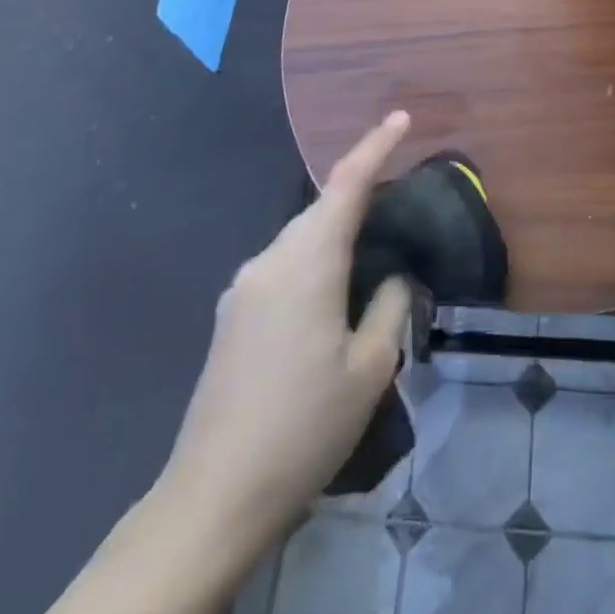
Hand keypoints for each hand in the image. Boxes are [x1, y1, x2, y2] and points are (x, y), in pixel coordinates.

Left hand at [156, 113, 414, 546]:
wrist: (213, 496)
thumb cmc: (303, 428)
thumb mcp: (369, 370)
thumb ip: (389, 307)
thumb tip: (392, 277)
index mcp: (307, 263)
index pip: (347, 184)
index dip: (376, 146)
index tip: (401, 118)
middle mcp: (270, 260)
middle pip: (321, 208)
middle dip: (359, 194)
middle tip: (399, 202)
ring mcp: (243, 287)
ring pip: (300, 236)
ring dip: (335, 232)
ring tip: (370, 253)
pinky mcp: (231, 314)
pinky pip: (282, 265)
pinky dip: (313, 259)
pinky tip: (329, 295)